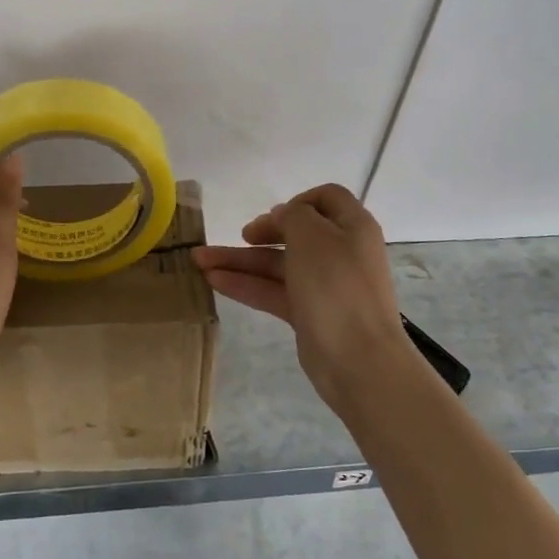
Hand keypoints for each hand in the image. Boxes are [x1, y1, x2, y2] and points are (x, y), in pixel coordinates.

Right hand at [193, 184, 411, 412]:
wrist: (358, 359)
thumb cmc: (336, 285)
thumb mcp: (312, 235)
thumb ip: (293, 215)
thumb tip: (284, 217)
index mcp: (352, 227)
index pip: (327, 199)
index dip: (298, 201)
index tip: (273, 215)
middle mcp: (341, 252)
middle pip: (296, 233)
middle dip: (260, 233)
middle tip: (240, 236)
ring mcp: (325, 286)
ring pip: (278, 265)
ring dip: (241, 261)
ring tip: (199, 261)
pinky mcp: (310, 314)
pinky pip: (274, 291)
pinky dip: (246, 285)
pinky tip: (214, 282)